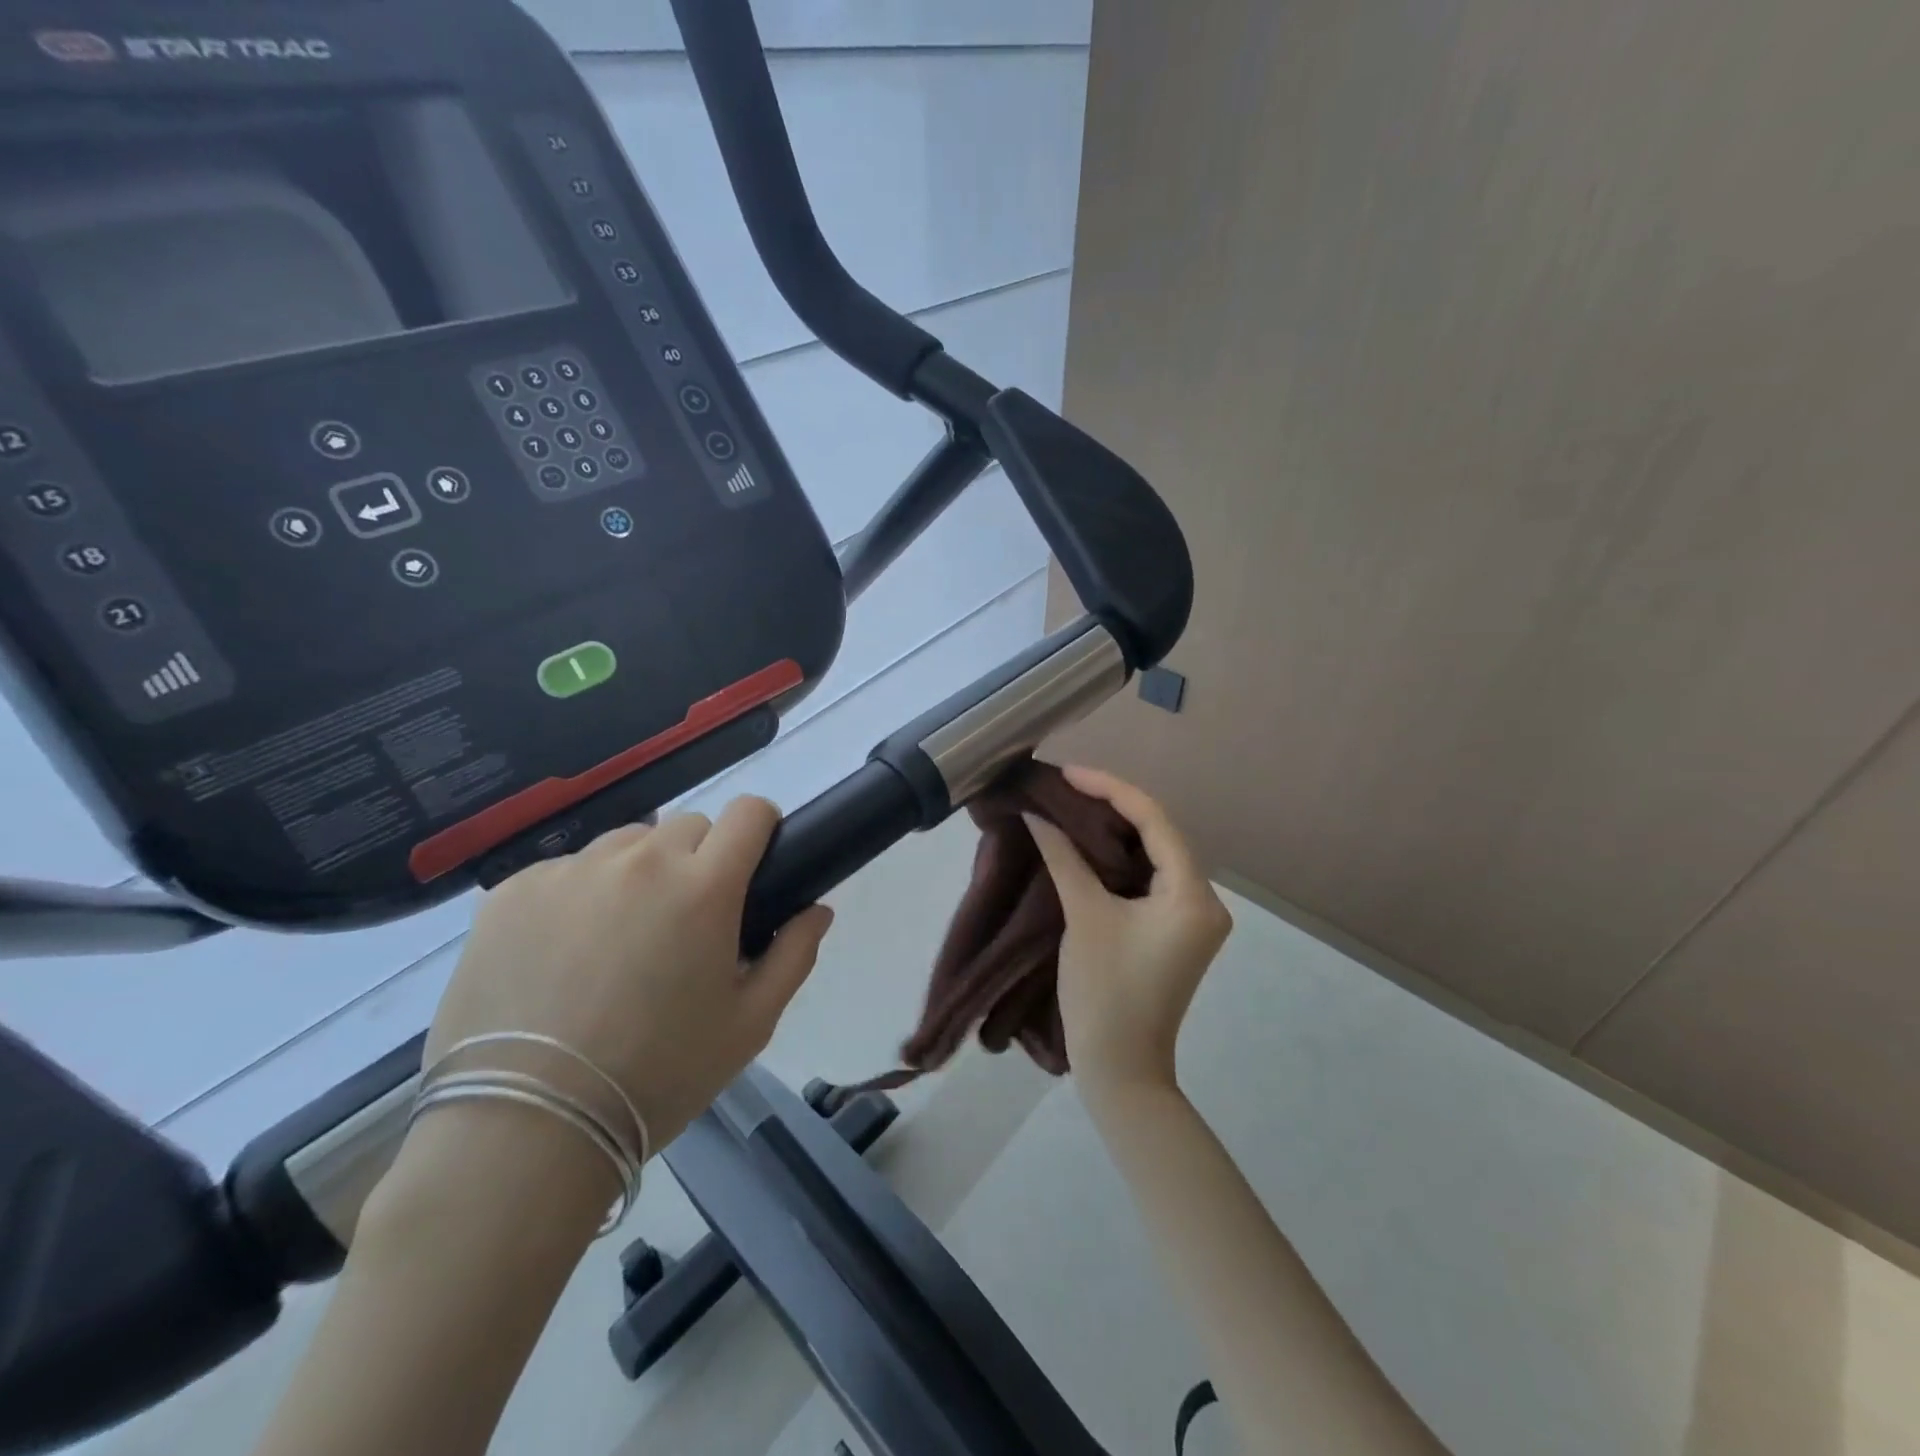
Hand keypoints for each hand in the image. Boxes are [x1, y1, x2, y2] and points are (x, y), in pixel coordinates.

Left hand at [417, 799, 833, 1174]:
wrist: (525, 1129)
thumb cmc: (658, 1076)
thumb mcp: (749, 1025)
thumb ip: (793, 956)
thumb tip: (817, 909)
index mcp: (704, 887)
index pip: (748, 812)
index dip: (759, 828)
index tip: (753, 862)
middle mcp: (640, 861)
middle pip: (689, 826)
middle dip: (700, 859)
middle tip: (686, 921)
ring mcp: (571, 872)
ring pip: (626, 844)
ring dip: (639, 873)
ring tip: (620, 938)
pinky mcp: (514, 892)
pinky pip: (566, 872)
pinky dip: (579, 896)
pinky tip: (563, 955)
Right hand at [1026, 766, 1231, 1094]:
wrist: (1121, 1070)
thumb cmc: (1104, 992)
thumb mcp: (1083, 916)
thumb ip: (1064, 858)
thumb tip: (1037, 815)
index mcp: (1192, 894)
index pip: (1154, 820)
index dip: (1110, 788)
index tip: (1067, 774)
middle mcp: (1206, 900)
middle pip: (1160, 834)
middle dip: (1113, 805)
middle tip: (1066, 786)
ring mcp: (1193, 918)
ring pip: (1155, 856)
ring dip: (1116, 831)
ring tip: (1072, 806)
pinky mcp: (1177, 932)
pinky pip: (1151, 879)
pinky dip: (1120, 860)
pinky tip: (1089, 844)